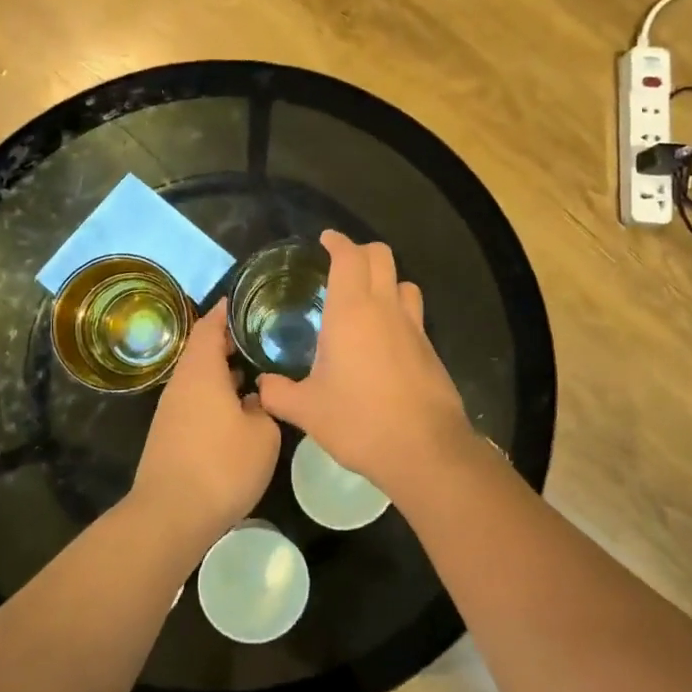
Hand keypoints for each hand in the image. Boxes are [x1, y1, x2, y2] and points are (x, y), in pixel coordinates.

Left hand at [131, 299, 281, 542]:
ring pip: (199, 376)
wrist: (170, 515)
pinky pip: (195, 398)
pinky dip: (215, 392)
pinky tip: (237, 407)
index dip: (228, 310)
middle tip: (261, 334)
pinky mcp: (169, 433)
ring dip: (222, 368)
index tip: (247, 299)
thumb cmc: (222, 465)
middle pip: (202, 349)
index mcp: (202, 370)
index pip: (211, 325)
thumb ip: (264, 407)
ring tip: (255, 368)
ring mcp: (171, 409)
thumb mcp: (263, 434)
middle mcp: (182, 382)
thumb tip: (254, 398)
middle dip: (229, 339)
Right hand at [256, 232, 471, 493]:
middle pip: (382, 256)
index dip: (337, 242)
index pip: (349, 257)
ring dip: (386, 281)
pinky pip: (413, 315)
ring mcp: (414, 328)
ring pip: (404, 283)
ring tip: (365, 300)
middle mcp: (385, 309)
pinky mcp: (430, 350)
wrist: (425, 450)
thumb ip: (278, 392)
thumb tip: (261, 385)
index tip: (325, 240)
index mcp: (352, 311)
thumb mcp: (307, 411)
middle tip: (340, 266)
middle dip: (361, 252)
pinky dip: (398, 312)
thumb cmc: (360, 422)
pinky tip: (383, 341)